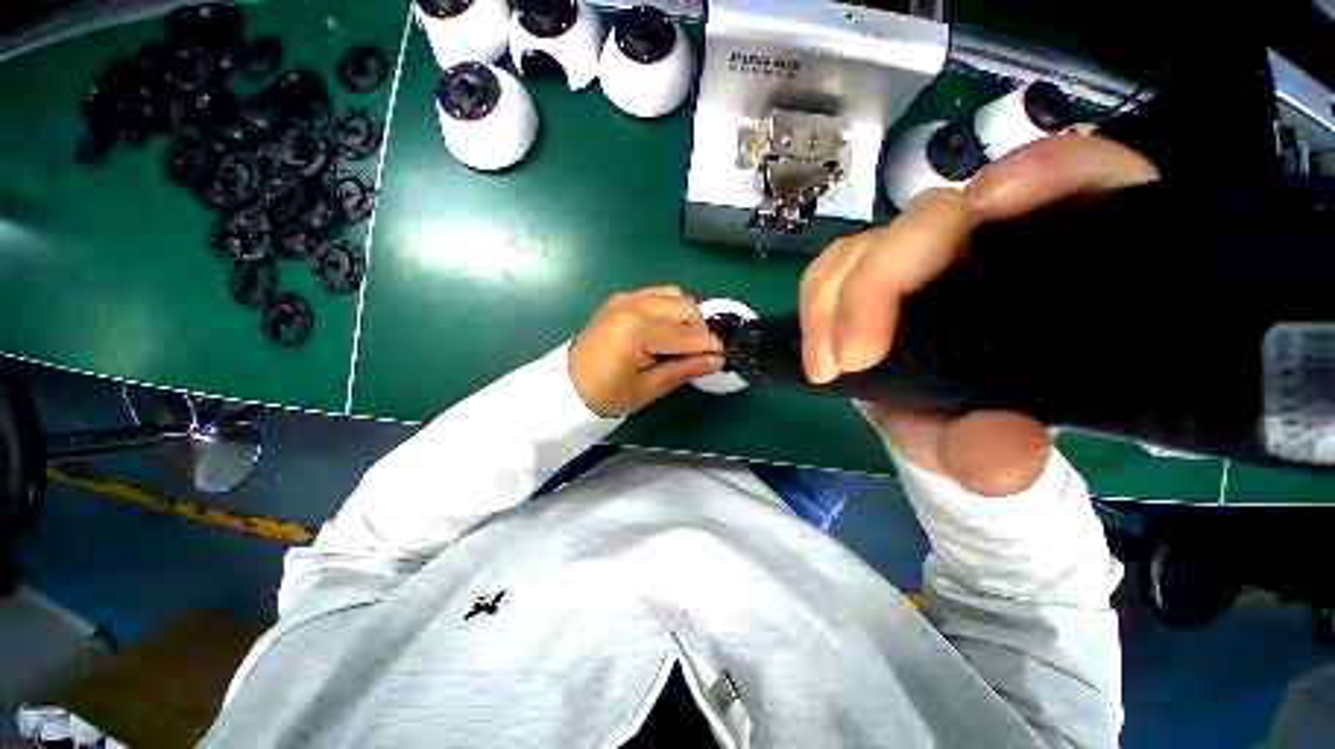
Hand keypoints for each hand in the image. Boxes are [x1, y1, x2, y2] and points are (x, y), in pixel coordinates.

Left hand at [569, 286, 723, 416]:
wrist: (568, 386)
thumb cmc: (608, 394)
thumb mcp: (650, 387)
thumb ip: (685, 368)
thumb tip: (717, 359)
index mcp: (638, 330)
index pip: (688, 334)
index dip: (710, 347)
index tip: (722, 358)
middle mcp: (634, 305)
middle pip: (686, 306)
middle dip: (700, 329)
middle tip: (700, 353)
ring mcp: (626, 297)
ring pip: (674, 295)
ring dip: (686, 316)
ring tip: (683, 341)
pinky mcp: (622, 298)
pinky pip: (658, 294)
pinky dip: (670, 308)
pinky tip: (666, 329)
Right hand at [799, 134, 1159, 493]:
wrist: (942, 421)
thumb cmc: (983, 424)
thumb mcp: (993, 452)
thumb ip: (1004, 457)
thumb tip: (1002, 451)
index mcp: (1058, 265)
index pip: (1082, 178)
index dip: (1045, 169)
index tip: (988, 207)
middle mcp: (987, 243)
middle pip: (931, 218)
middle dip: (876, 285)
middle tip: (851, 360)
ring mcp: (922, 257)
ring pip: (869, 241)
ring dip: (832, 298)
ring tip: (827, 364)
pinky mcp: (875, 272)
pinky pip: (836, 263)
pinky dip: (817, 299)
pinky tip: (818, 347)